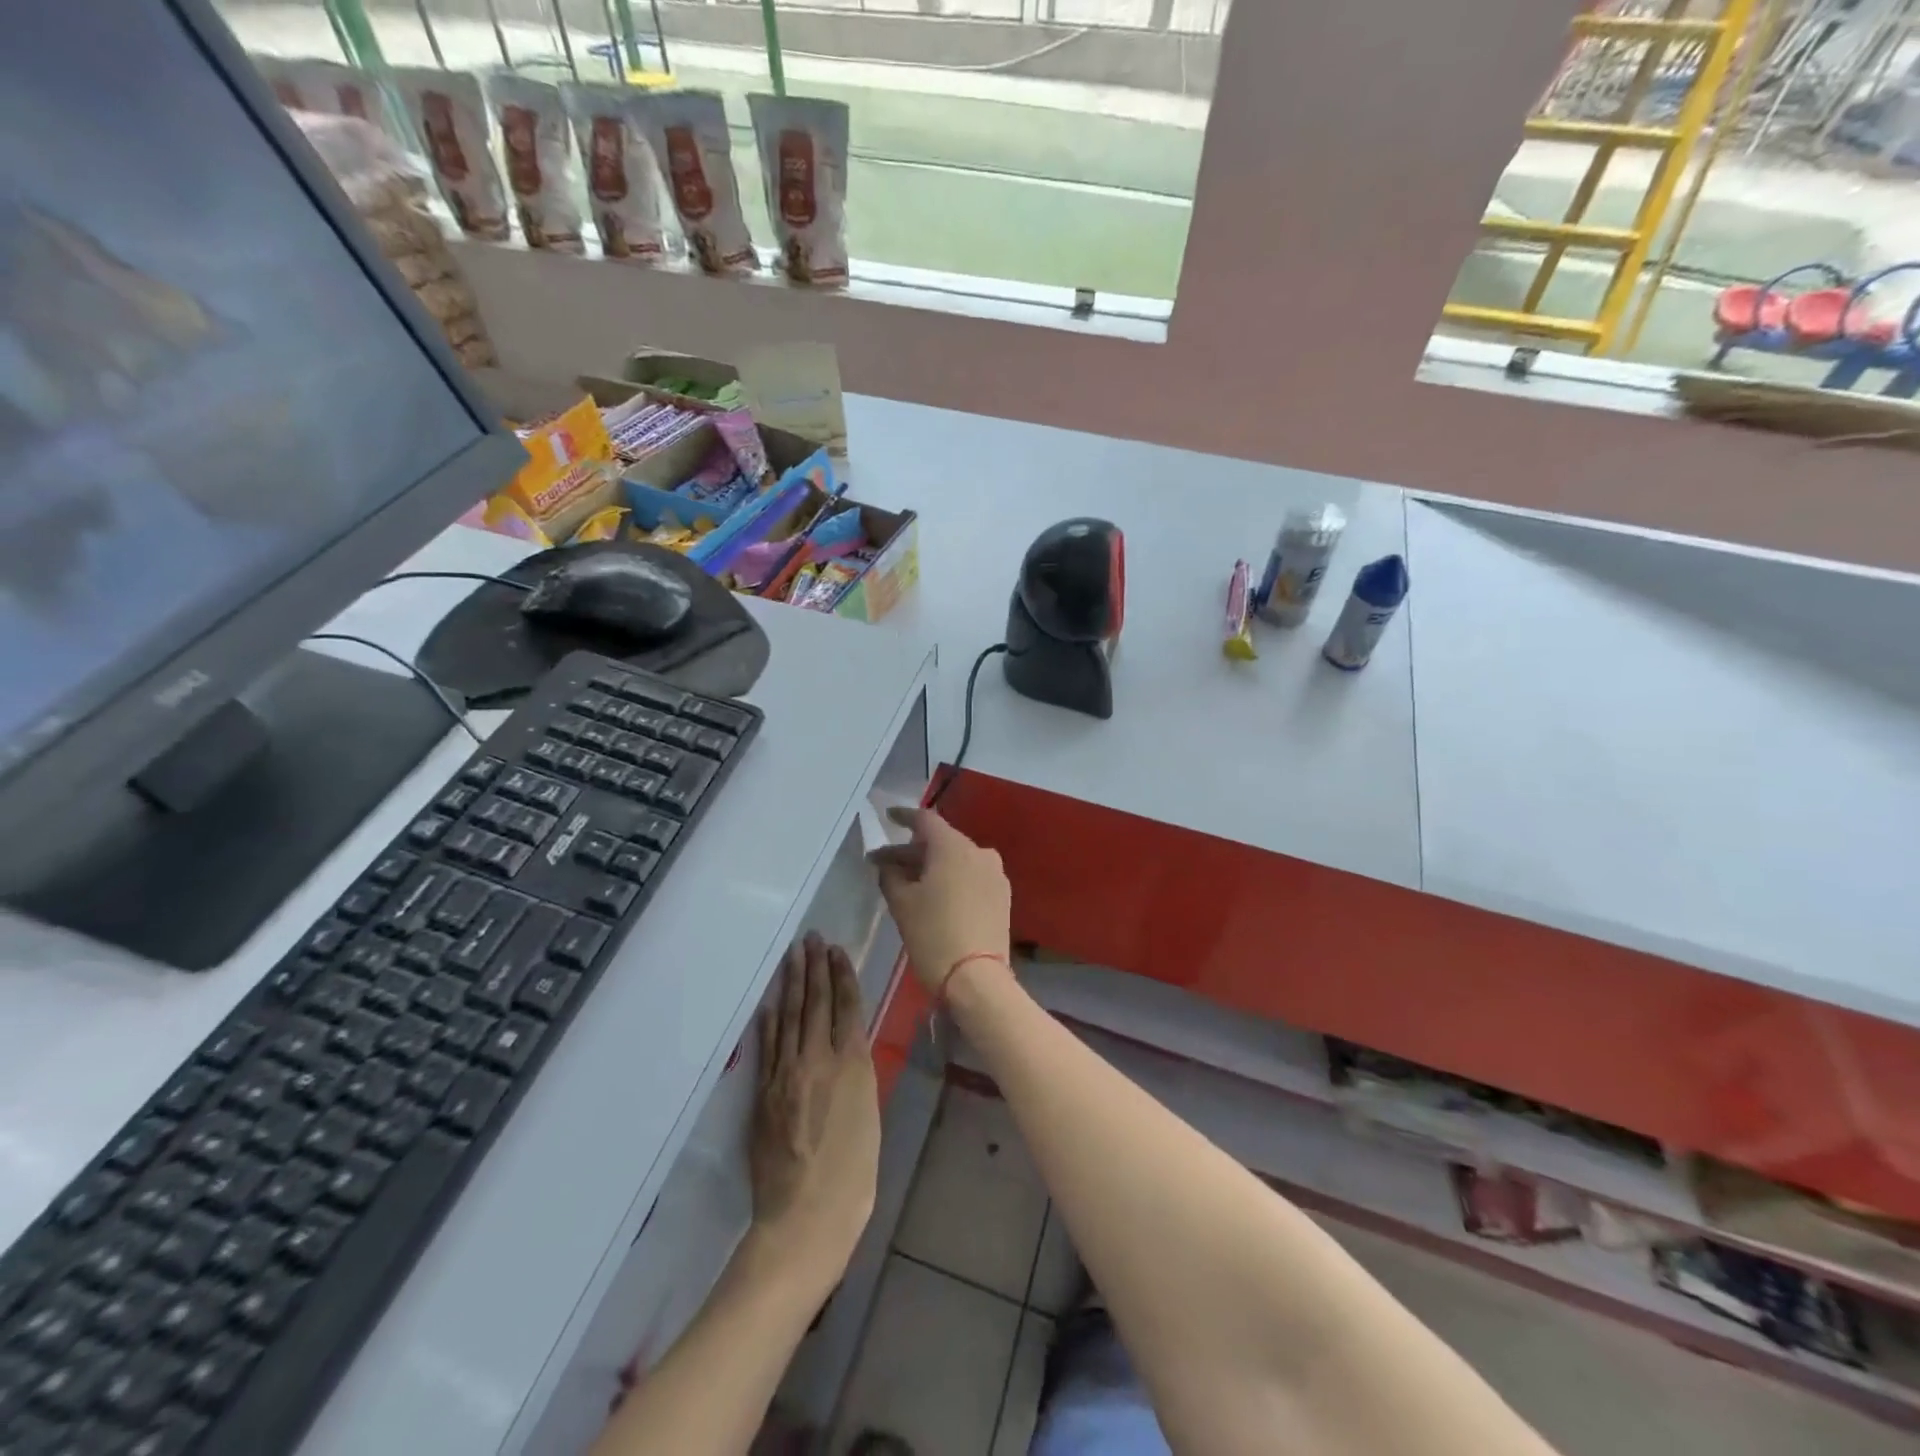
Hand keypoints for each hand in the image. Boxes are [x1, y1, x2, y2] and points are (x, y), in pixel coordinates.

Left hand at [749, 933, 879, 1270]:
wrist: (805, 1219)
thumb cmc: (853, 1176)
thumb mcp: (869, 1117)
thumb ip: (858, 1075)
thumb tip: (850, 1047)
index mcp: (851, 1065)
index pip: (846, 1007)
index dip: (841, 976)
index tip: (836, 950)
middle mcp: (817, 1060)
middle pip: (816, 1003)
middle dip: (815, 968)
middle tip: (811, 938)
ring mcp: (786, 1074)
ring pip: (791, 1017)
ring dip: (793, 984)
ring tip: (794, 956)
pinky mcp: (764, 1093)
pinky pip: (768, 1046)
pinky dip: (770, 1020)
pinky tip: (771, 1001)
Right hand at [869, 808, 1011, 993]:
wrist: (977, 979)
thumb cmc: (933, 934)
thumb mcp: (902, 904)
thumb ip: (891, 875)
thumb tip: (888, 864)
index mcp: (953, 846)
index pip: (925, 820)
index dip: (903, 817)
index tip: (888, 817)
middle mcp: (979, 852)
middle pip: (941, 841)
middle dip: (912, 850)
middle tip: (885, 864)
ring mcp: (995, 874)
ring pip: (957, 859)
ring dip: (932, 865)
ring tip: (908, 881)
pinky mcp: (1002, 896)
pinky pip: (971, 876)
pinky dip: (951, 878)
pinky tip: (935, 894)